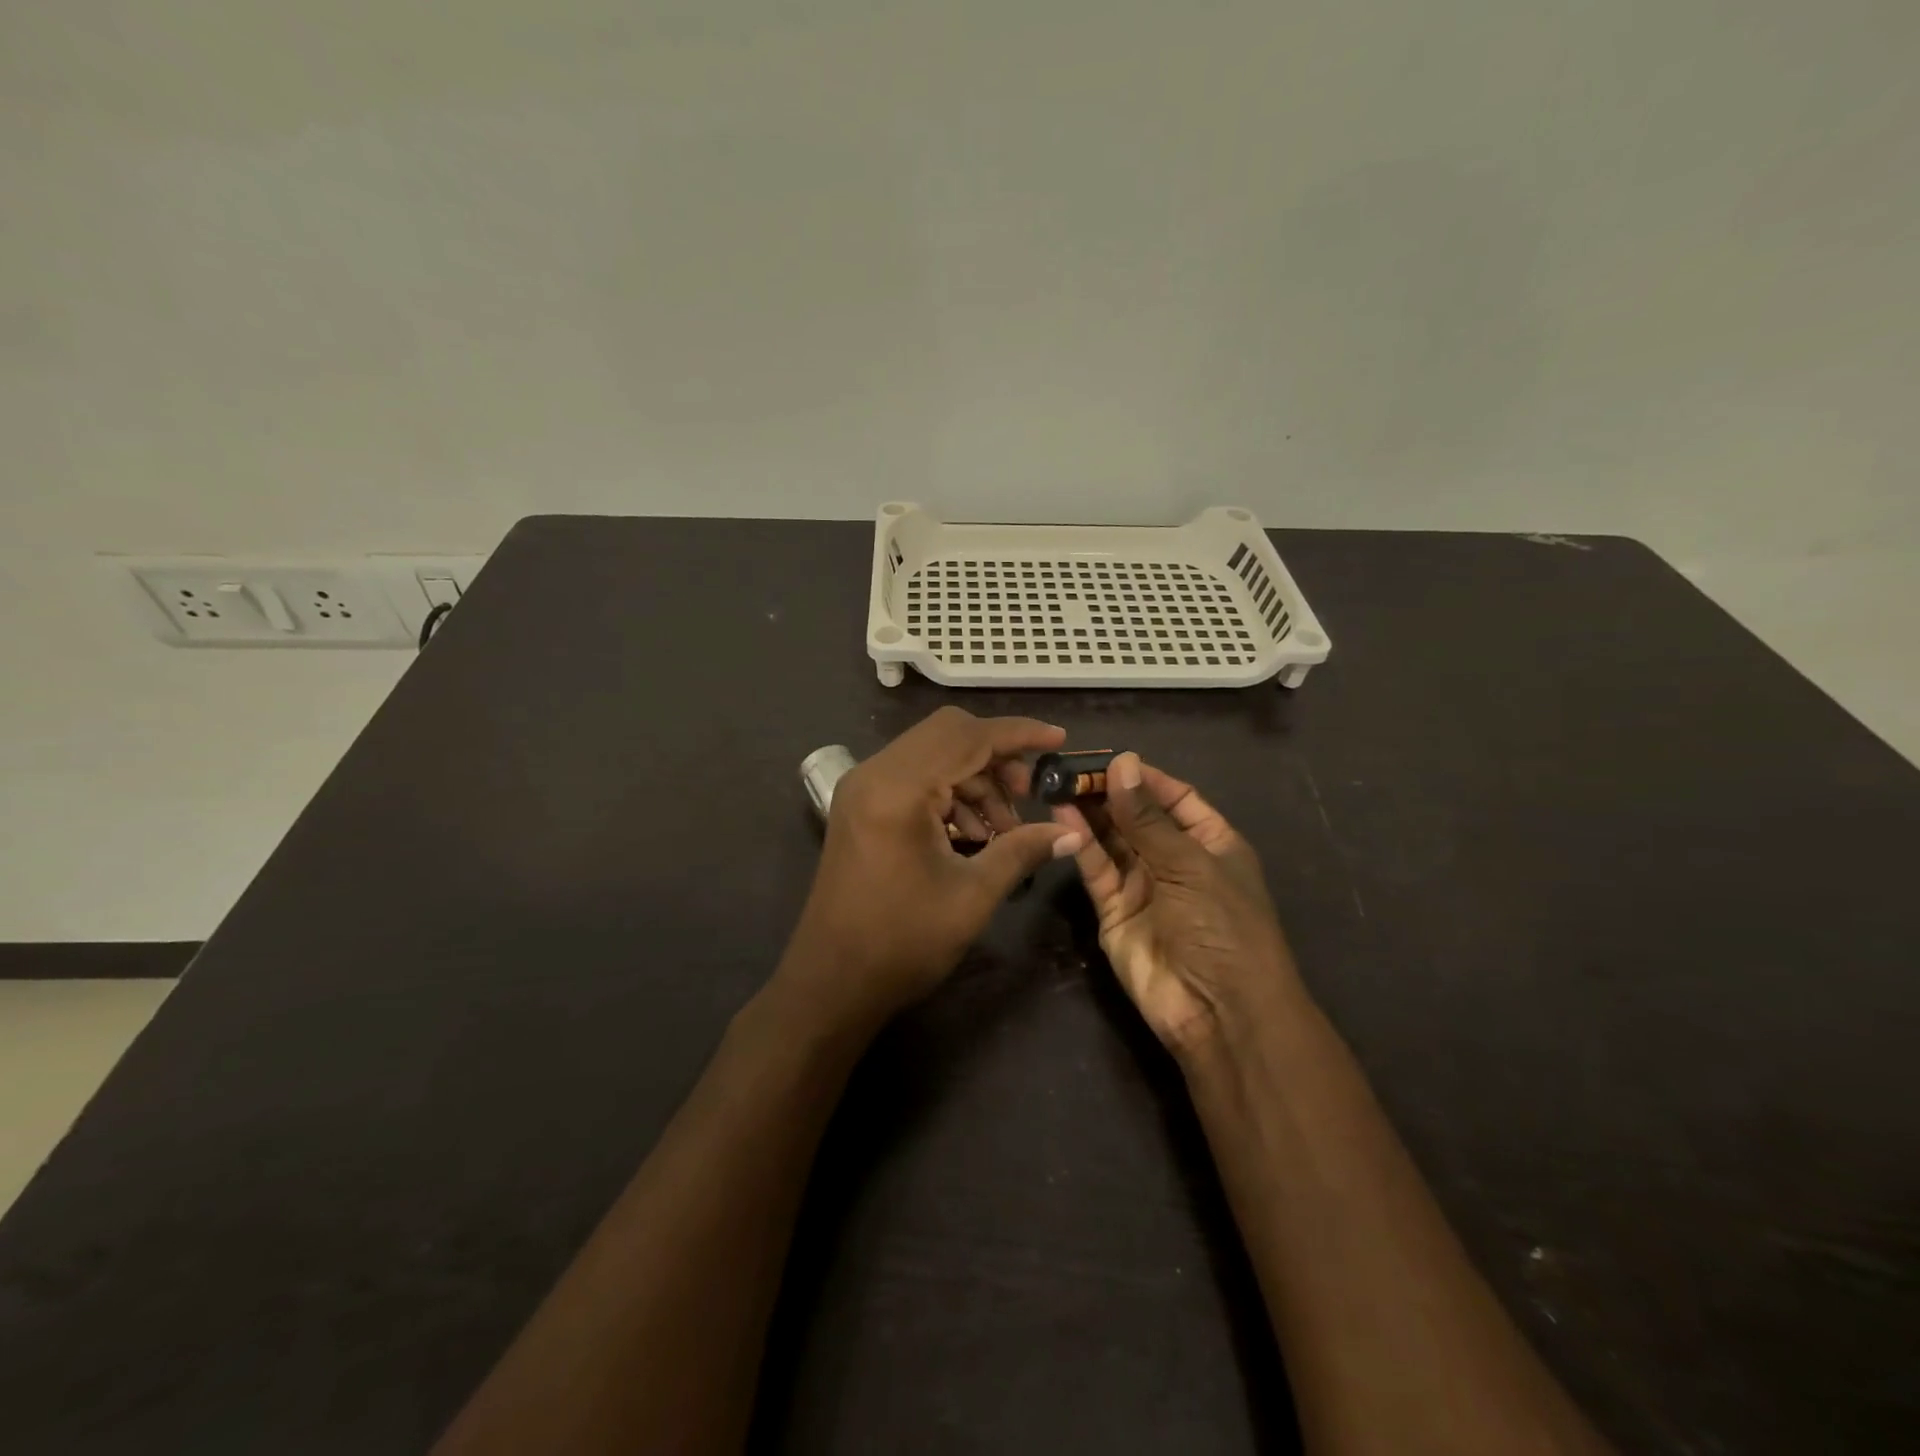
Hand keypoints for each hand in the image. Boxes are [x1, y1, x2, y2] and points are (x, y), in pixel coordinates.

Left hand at [781, 707, 1083, 1026]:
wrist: (831, 982)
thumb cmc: (902, 942)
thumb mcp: (972, 896)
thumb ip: (1022, 851)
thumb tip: (1071, 833)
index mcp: (899, 788)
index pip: (969, 737)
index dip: (1019, 734)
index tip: (1059, 739)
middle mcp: (875, 773)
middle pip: (948, 733)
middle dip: (996, 756)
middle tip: (1028, 792)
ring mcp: (862, 787)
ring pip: (932, 753)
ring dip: (974, 779)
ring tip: (1004, 828)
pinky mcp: (859, 805)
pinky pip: (914, 776)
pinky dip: (949, 792)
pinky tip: (972, 834)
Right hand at [1053, 753, 1303, 1055]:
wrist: (1218, 1011)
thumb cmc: (1222, 926)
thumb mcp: (1190, 864)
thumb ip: (1147, 817)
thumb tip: (1122, 762)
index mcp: (1211, 843)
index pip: (1176, 797)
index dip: (1144, 777)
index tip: (1107, 758)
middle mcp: (1176, 860)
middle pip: (1138, 816)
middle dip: (1108, 793)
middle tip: (1070, 768)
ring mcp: (1143, 886)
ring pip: (1112, 840)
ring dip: (1089, 813)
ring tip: (1057, 784)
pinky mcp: (1114, 911)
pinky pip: (1096, 869)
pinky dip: (1080, 844)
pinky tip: (1061, 815)